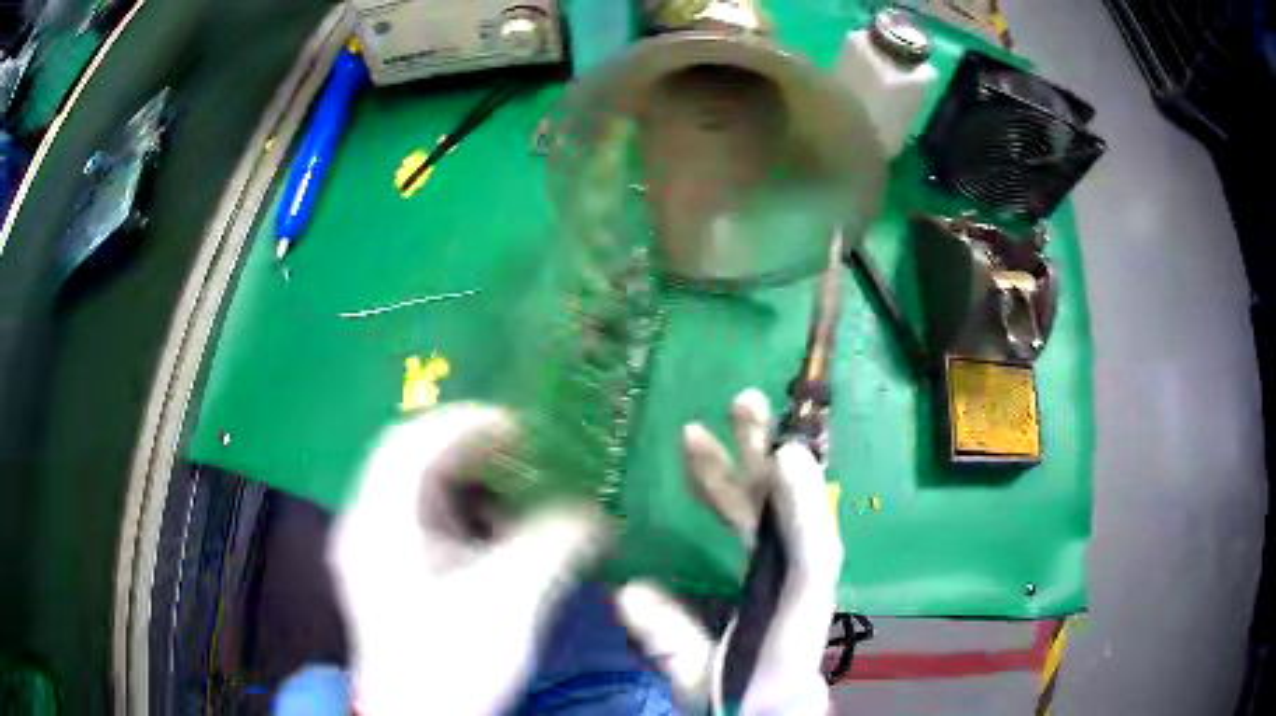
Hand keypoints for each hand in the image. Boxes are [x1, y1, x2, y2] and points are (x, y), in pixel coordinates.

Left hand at [329, 405, 605, 715]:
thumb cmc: (453, 663)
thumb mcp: (510, 602)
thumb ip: (555, 545)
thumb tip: (597, 513)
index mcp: (379, 523)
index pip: (410, 442)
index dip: (464, 423)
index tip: (521, 429)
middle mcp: (367, 525)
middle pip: (412, 461)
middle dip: (472, 452)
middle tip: (527, 455)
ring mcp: (375, 550)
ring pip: (419, 491)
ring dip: (470, 484)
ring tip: (518, 491)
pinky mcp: (391, 573)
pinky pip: (424, 522)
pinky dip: (463, 515)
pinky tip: (498, 535)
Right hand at [616, 389, 842, 715]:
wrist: (766, 708)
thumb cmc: (742, 695)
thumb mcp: (701, 678)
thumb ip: (672, 640)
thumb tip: (627, 592)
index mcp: (793, 613)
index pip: (811, 556)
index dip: (803, 505)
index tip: (784, 454)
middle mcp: (796, 581)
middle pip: (790, 512)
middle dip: (765, 458)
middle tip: (743, 404)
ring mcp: (782, 570)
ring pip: (767, 509)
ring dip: (740, 465)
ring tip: (703, 425)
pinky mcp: (768, 568)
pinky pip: (753, 523)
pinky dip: (729, 494)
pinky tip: (700, 471)